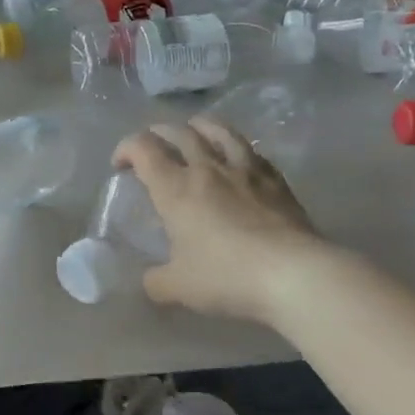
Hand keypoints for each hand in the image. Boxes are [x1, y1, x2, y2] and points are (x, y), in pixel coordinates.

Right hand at [114, 117, 322, 323]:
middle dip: (158, 134)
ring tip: (193, 132)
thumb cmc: (227, 276)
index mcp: (175, 188)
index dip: (126, 149)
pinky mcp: (275, 179)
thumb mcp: (179, 287)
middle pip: (178, 131)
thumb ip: (157, 281)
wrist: (293, 274)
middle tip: (152, 148)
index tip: (120, 165)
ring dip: (198, 126)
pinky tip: (237, 158)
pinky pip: (250, 150)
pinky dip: (234, 147)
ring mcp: (244, 169)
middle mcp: (206, 168)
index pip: (143, 149)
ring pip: (217, 130)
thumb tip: (151, 280)